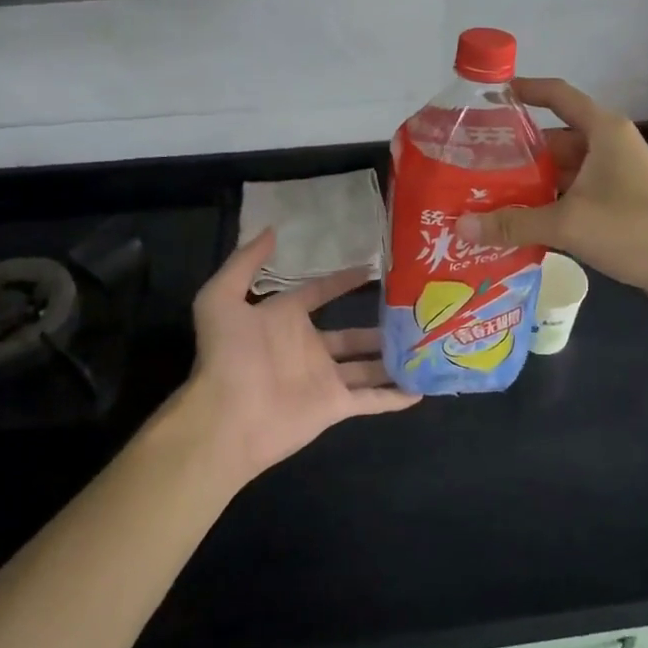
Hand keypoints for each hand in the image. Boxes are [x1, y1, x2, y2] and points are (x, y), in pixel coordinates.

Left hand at [166, 228, 416, 487]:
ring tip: (426, 344)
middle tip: (413, 311)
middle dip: (380, 325)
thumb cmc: (226, 355)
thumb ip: (245, 263)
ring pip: (368, 366)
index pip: (319, 293)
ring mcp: (324, 378)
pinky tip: (422, 389)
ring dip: (393, 358)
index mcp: (285, 320)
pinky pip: (372, 399)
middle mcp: (308, 347)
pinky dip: (395, 397)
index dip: (343, 281)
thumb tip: (272, 231)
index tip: (373, 269)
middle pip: (352, 334)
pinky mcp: (335, 405)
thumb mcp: (221, 298)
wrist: (226, 416)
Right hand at [456, 78, 647, 304]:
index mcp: (602, 131)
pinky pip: (573, 196)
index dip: (524, 90)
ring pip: (562, 171)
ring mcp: (614, 176)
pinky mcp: (617, 204)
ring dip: (530, 185)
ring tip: (486, 196)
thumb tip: (462, 226)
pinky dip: (548, 206)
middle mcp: (608, 146)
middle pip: (553, 139)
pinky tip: (518, 224)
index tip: (489, 97)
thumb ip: (514, 223)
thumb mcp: (568, 222)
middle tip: (473, 165)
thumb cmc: (632, 227)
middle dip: (516, 153)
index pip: (557, 94)